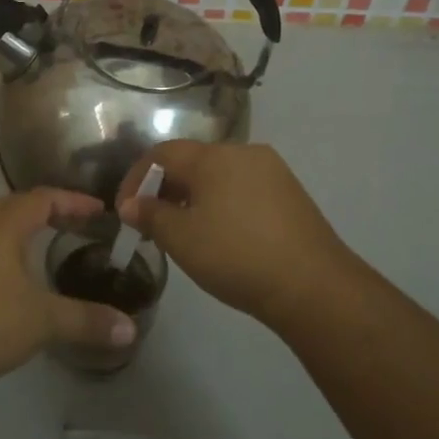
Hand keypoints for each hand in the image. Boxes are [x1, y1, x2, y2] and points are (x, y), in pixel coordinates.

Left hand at [0, 188, 137, 388]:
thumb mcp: (43, 322)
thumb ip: (87, 321)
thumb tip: (129, 329)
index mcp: (2, 227)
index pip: (42, 199)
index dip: (72, 201)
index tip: (97, 209)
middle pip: (8, 206)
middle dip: (40, 211)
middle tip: (66, 225)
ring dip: (4, 230)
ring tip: (23, 247)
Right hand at [115, 141, 359, 330]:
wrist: (313, 286)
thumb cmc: (236, 256)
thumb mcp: (181, 238)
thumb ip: (150, 215)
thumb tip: (130, 204)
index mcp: (213, 156)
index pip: (162, 153)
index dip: (136, 178)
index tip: (125, 211)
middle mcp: (243, 152)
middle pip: (191, 161)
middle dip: (164, 188)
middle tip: (150, 223)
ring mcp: (271, 171)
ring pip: (218, 175)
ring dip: (192, 197)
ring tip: (183, 231)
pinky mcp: (290, 193)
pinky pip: (242, 188)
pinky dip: (220, 203)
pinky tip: (220, 234)